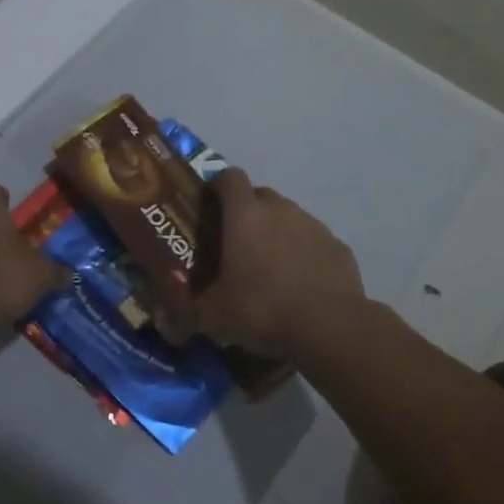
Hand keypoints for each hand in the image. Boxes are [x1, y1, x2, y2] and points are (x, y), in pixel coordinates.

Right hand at [163, 169, 363, 356]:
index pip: (229, 177)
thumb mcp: (214, 317)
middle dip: (248, 213)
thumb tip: (164, 325)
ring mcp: (313, 225)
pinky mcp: (339, 247)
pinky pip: (314, 242)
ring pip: (289, 217)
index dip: (218, 186)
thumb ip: (187, 315)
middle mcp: (280, 209)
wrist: (329, 327)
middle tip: (237, 244)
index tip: (210, 206)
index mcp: (245, 214)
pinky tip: (301, 284)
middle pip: (260, 196)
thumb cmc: (262, 309)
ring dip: (278, 233)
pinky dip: (305, 254)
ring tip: (270, 268)